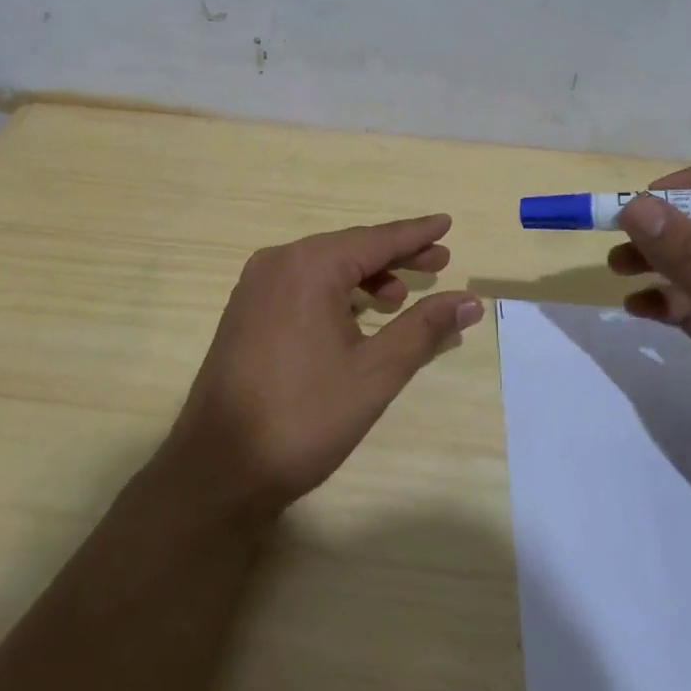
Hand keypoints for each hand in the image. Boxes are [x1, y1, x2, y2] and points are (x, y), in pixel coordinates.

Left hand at [158, 216, 483, 519]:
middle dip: (394, 257)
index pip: (375, 239)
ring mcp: (254, 287)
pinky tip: (354, 317)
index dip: (415, 234)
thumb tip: (470, 300)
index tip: (446, 223)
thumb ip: (424, 328)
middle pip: (348, 249)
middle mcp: (277, 263)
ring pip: (322, 268)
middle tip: (438, 264)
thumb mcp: (376, 372)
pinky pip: (299, 287)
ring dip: (363, 277)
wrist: (220, 466)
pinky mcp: (243, 312)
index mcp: (308, 266)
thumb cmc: (305, 416)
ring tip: (399, 299)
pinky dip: (333, 293)